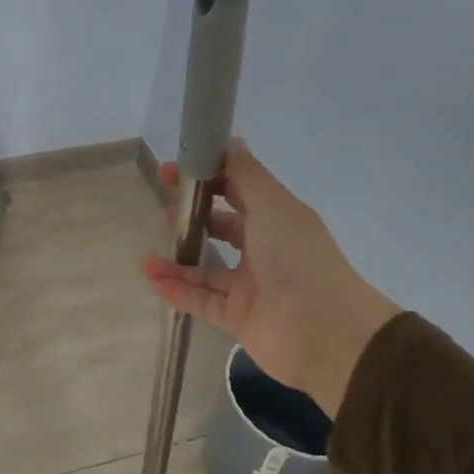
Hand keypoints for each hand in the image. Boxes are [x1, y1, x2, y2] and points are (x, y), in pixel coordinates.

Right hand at [141, 139, 399, 414]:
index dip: (206, 177)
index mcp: (277, 218)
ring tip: (148, 257)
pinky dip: (179, 291)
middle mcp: (264, 249)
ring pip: (207, 270)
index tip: (172, 173)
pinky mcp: (239, 318)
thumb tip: (229, 141)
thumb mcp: (272, 205)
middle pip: (222, 228)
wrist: (324, 332)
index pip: (237, 190)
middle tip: (162, 212)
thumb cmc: (297, 258)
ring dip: (178, 261)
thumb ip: (246, 174)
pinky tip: (154, 280)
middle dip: (192, 218)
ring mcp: (251, 286)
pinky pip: (202, 301)